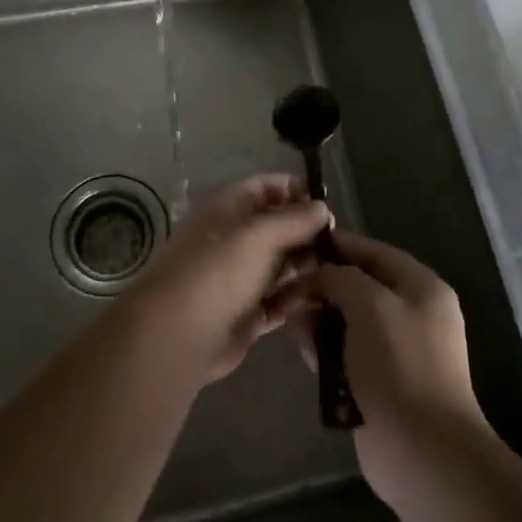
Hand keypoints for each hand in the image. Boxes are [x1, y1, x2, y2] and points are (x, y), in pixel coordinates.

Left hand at [123, 174, 330, 383]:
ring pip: (282, 264)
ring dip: (309, 264)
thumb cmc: (218, 269)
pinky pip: (281, 300)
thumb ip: (295, 219)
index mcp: (230, 208)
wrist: (178, 334)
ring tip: (343, 269)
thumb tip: (322, 207)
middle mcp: (235, 238)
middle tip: (343, 242)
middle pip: (278, 227)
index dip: (296, 191)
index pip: (267, 188)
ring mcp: (241, 277)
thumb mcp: (260, 234)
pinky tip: (327, 297)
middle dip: (308, 231)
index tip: (327, 204)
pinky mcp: (249, 313)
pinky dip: (300, 297)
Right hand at [281, 230, 491, 506]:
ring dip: (318, 317)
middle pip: (359, 287)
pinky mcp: (378, 383)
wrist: (424, 452)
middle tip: (285, 285)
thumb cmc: (400, 365)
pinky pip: (345, 353)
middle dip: (323, 285)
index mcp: (421, 288)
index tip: (300, 243)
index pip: (374, 252)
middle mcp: (412, 314)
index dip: (338, 245)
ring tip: (286, 315)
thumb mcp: (370, 305)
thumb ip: (340, 278)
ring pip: (348, 321)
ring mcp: (396, 352)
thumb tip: (317, 277)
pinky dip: (323, 348)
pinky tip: (298, 344)